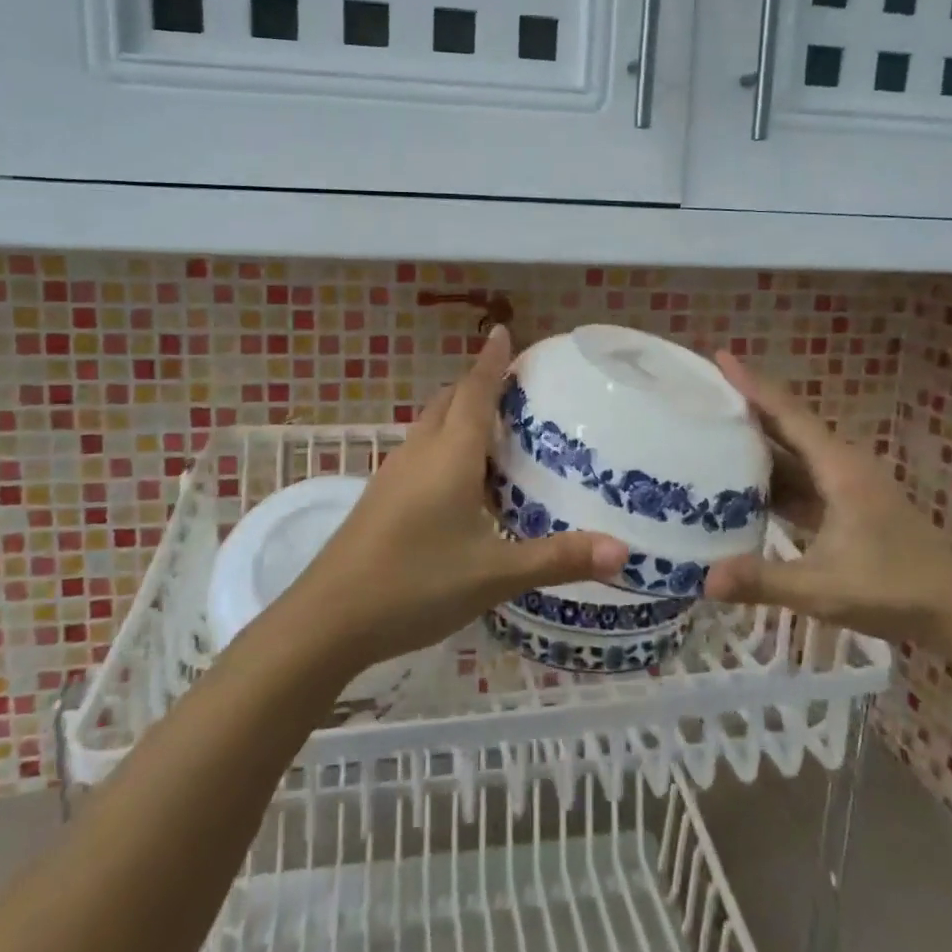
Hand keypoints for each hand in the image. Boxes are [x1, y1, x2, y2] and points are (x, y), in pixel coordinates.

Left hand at [279, 326, 628, 674]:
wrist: (328, 620)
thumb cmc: (416, 583)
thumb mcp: (494, 574)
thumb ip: (558, 560)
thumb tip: (623, 553)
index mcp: (449, 455)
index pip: (475, 391)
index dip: (492, 361)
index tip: (505, 331)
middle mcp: (419, 453)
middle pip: (449, 401)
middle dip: (478, 384)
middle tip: (515, 387)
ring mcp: (393, 475)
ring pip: (430, 426)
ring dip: (458, 414)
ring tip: (495, 428)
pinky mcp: (380, 499)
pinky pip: (419, 453)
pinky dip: (443, 445)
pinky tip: (459, 481)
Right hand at [704, 353, 951, 644]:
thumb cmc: (895, 590)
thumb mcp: (824, 588)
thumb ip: (764, 581)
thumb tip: (704, 580)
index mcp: (838, 468)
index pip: (788, 414)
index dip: (753, 384)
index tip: (721, 357)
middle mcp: (841, 466)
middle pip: (787, 426)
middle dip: (747, 406)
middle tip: (701, 393)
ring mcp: (845, 487)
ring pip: (792, 455)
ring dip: (756, 444)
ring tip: (709, 432)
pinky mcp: (845, 507)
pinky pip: (799, 481)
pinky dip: (769, 478)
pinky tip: (739, 486)